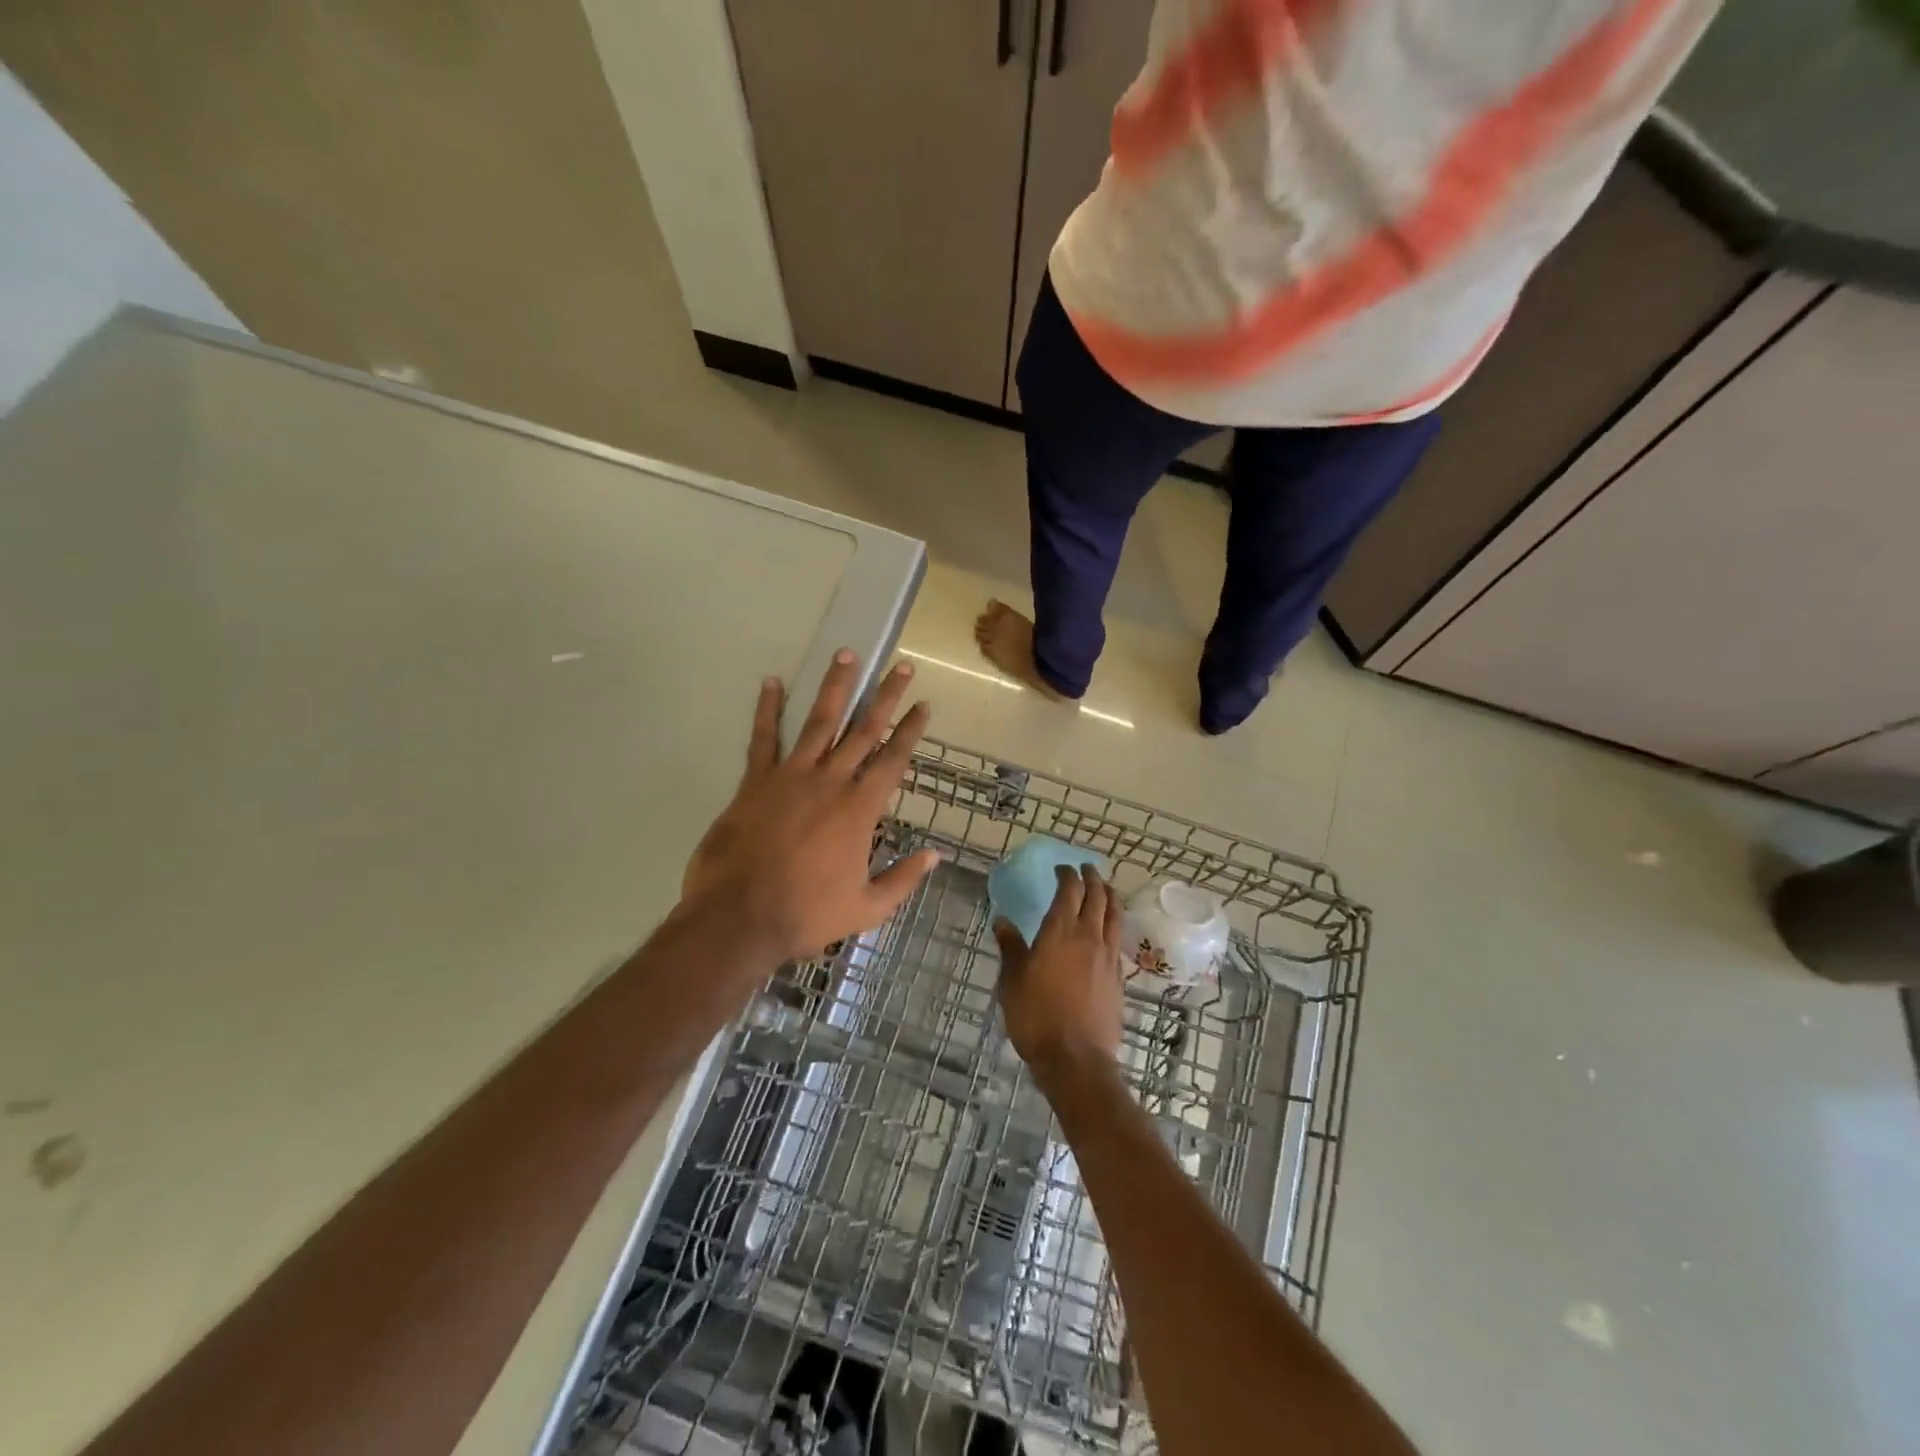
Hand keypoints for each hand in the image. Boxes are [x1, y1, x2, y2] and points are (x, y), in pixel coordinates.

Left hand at [683, 650, 939, 962]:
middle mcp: (831, 782)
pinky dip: (767, 710)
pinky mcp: (755, 782)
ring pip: (819, 722)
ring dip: (835, 688)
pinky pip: (763, 739)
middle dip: (885, 697)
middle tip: (900, 667)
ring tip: (846, 655)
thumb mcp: (867, 908)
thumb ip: (903, 879)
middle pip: (863, 730)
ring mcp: (791, 777)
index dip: (910, 731)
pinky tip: (771, 683)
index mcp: (860, 810)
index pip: (893, 760)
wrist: (739, 919)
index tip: (923, 705)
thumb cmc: (806, 916)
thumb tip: (934, 855)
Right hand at [993, 864, 1125, 1078]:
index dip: (1067, 875)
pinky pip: (1118, 938)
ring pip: (1115, 915)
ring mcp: (1107, 956)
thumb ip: (1011, 947)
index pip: (1069, 891)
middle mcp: (1088, 937)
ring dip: (1110, 897)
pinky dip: (1114, 924)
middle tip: (1086, 869)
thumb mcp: (1012, 981)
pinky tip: (1109, 930)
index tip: (1061, 869)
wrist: (1076, 1058)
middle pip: (1098, 897)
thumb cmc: (1036, 1016)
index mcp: (1060, 932)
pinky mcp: (1118, 977)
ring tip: (1106, 889)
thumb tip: (1003, 921)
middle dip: (1092, 878)